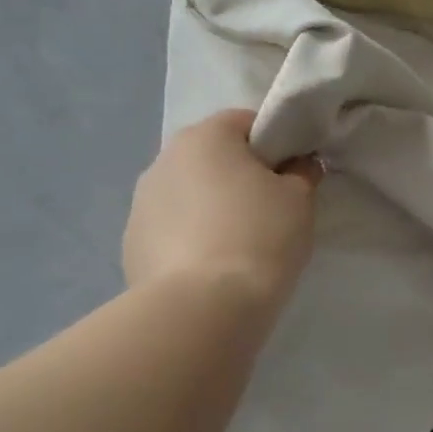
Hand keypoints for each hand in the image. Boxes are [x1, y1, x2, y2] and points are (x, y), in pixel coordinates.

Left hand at [123, 110, 322, 309]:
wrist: (202, 310)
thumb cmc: (258, 237)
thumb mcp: (300, 199)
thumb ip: (302, 172)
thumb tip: (297, 166)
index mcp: (204, 137)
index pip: (246, 122)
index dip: (276, 144)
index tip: (294, 175)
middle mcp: (164, 160)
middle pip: (213, 158)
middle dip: (240, 176)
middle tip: (271, 211)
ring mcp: (140, 204)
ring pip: (190, 194)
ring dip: (212, 208)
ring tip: (239, 246)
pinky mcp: (130, 245)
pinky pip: (172, 230)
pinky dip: (191, 239)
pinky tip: (212, 268)